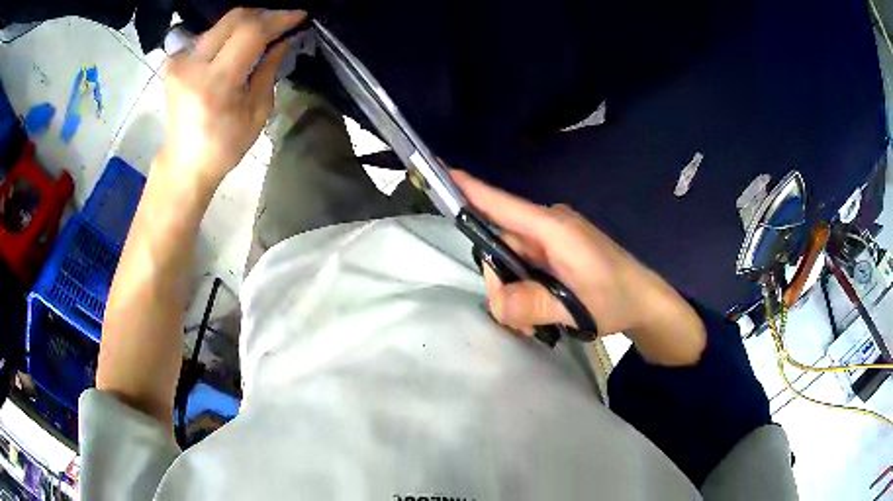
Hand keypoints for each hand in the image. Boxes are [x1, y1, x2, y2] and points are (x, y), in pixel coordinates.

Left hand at [158, 8, 305, 187]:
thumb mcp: (257, 113)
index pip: (251, 33)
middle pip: (234, 19)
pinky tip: (237, 45)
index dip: (278, 19)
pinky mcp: (173, 63)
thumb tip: (284, 41)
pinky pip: (207, 36)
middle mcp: (192, 67)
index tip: (299, 16)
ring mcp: (179, 63)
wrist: (183, 163)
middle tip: (282, 22)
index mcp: (216, 84)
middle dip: (263, 16)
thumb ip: (269, 70)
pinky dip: (227, 35)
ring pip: (220, 25)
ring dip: (246, 24)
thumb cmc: (224, 147)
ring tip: (263, 34)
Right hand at [453, 171, 705, 364]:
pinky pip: (524, 268)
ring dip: (514, 295)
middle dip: (501, 284)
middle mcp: (547, 227)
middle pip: (500, 246)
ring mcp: (550, 241)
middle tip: (517, 320)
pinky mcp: (554, 254)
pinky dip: (524, 293)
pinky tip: (538, 316)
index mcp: (552, 228)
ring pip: (510, 262)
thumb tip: (496, 304)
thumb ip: (534, 305)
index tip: (439, 169)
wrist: (644, 302)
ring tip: (534, 324)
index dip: (470, 189)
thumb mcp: (576, 307)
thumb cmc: (616, 298)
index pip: (502, 204)